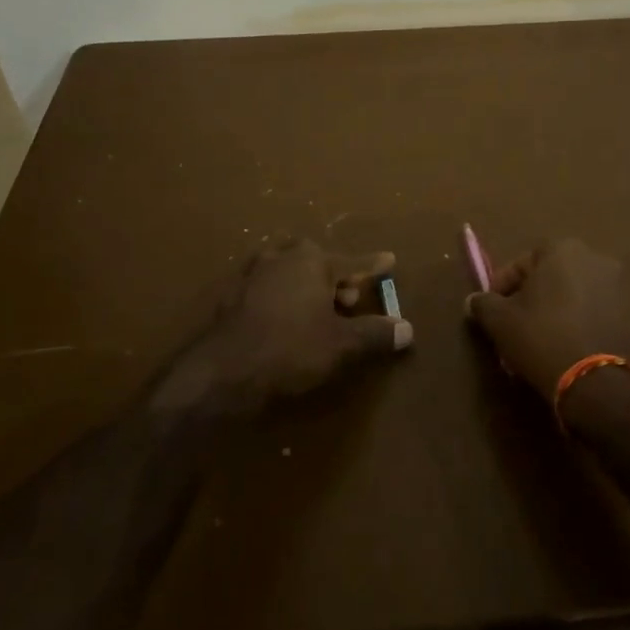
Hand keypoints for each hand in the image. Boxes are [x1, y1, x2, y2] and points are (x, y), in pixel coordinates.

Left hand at [163, 238, 412, 413]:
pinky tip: (284, 318)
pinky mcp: (232, 296)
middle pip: (318, 261)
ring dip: (307, 285)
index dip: (373, 265)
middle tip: (350, 299)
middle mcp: (282, 257)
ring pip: (289, 271)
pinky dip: (282, 296)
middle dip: (336, 277)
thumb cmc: (290, 350)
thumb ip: (375, 334)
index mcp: (312, 261)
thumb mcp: (341, 345)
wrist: (222, 372)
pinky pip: (267, 287)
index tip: (389, 260)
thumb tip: (407, 328)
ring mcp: (252, 274)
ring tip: (318, 310)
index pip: (353, 261)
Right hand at [464, 238, 629, 401]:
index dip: (501, 287)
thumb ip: (484, 304)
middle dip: (529, 300)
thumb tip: (473, 300)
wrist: (600, 382)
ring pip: (572, 296)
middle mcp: (595, 258)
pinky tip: (564, 350)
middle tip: (513, 328)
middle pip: (549, 277)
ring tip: (537, 343)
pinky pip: (593, 314)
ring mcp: (619, 286)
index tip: (491, 312)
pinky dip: (577, 325)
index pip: (520, 263)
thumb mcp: (501, 322)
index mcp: (562, 249)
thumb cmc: (543, 338)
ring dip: (553, 313)